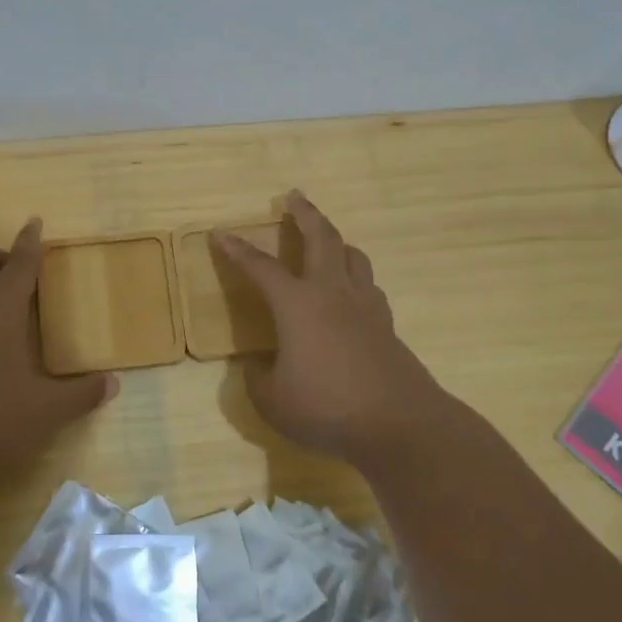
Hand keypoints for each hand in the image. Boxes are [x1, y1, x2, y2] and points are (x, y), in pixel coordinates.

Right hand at [214, 192, 460, 470]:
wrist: (400, 424)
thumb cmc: (327, 408)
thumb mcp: (273, 402)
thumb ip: (257, 380)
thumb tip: (256, 367)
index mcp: (298, 304)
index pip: (261, 267)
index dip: (238, 249)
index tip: (221, 233)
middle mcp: (332, 293)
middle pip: (322, 237)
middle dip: (305, 213)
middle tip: (295, 196)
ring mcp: (365, 306)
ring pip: (353, 256)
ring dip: (336, 240)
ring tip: (326, 240)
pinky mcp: (386, 325)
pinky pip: (368, 286)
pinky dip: (355, 276)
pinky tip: (351, 291)